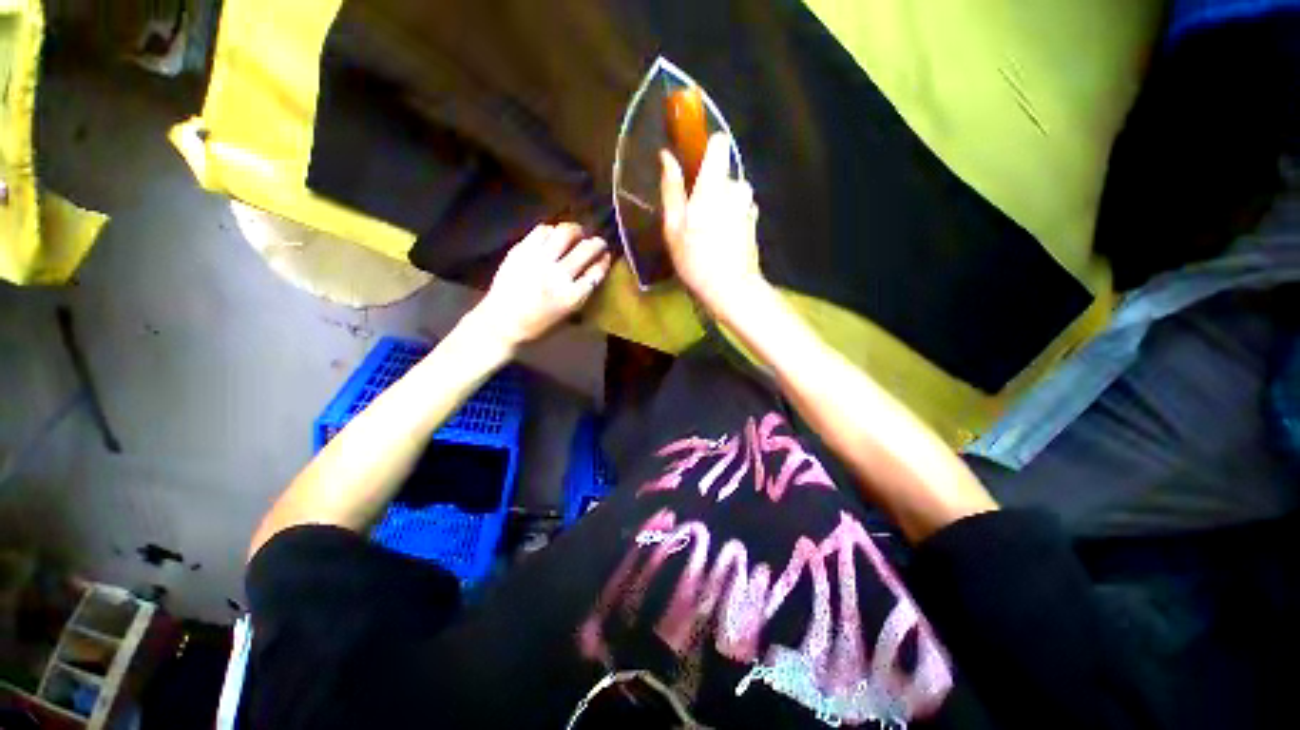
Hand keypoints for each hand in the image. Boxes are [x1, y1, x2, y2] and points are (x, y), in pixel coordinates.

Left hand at [472, 222, 611, 348]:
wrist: (501, 322)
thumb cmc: (538, 325)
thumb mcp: (567, 315)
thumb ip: (581, 292)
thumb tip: (594, 270)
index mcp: (572, 297)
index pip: (596, 271)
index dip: (605, 260)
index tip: (607, 256)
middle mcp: (558, 275)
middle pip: (586, 249)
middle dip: (597, 243)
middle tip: (598, 242)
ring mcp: (538, 260)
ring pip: (565, 233)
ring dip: (577, 230)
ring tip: (577, 234)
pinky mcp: (521, 251)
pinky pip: (542, 230)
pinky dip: (553, 230)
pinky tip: (555, 236)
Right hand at [660, 133, 764, 311]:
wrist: (731, 289)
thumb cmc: (696, 260)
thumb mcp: (673, 228)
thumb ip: (671, 190)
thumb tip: (666, 157)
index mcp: (714, 185)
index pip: (720, 144)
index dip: (707, 149)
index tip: (694, 166)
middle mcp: (736, 188)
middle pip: (724, 173)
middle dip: (710, 188)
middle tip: (694, 216)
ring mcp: (748, 206)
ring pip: (733, 192)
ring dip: (721, 204)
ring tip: (707, 232)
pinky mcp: (754, 222)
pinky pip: (740, 208)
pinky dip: (731, 217)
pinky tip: (721, 240)